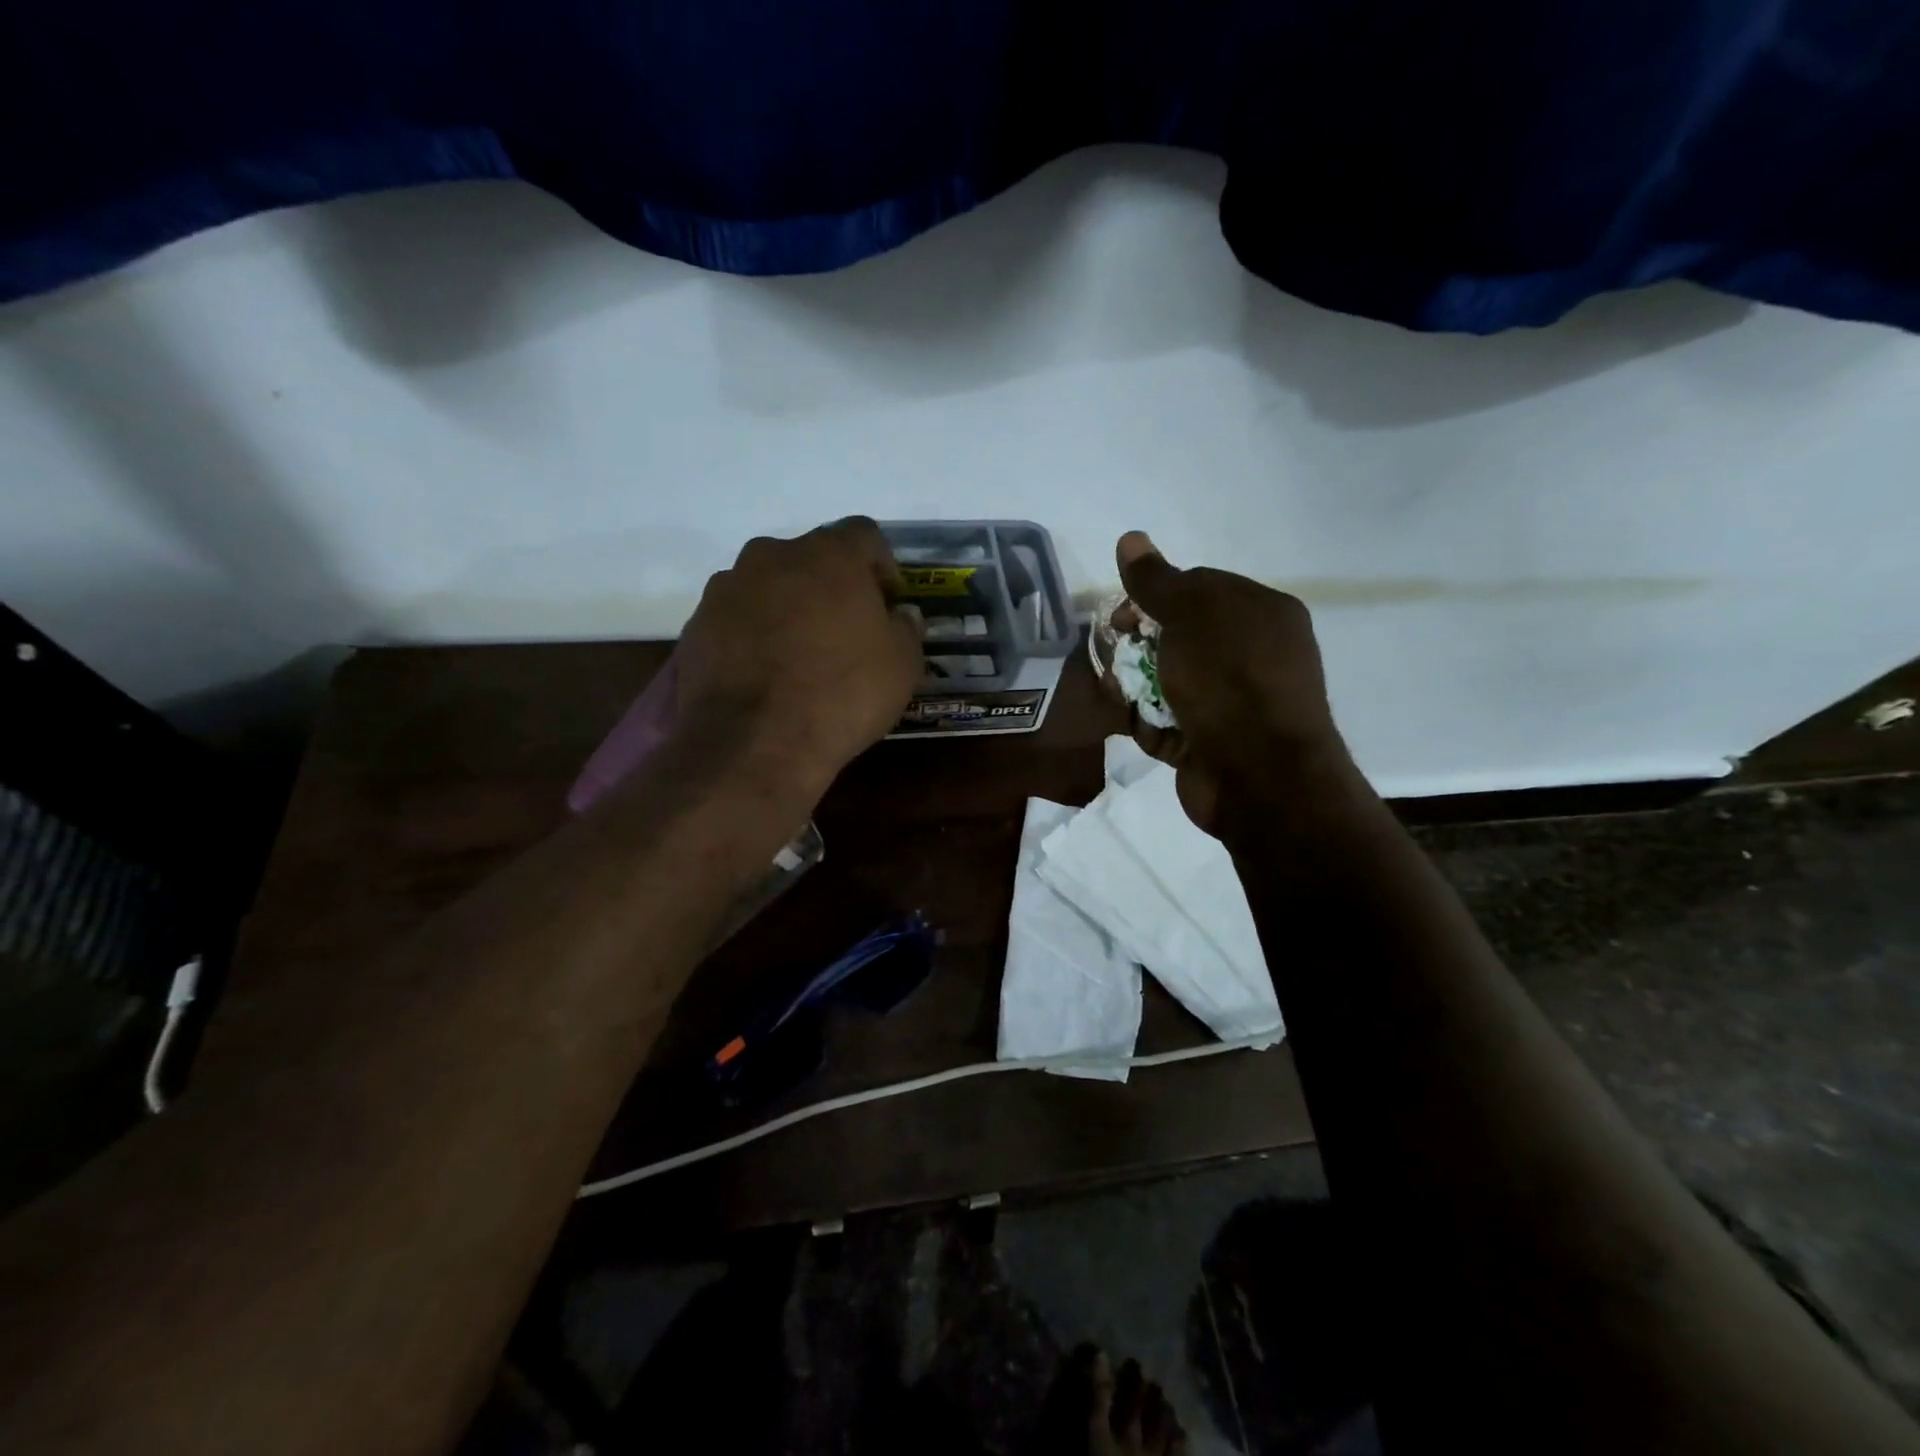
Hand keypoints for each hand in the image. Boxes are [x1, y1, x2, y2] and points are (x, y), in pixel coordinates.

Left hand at [677, 518, 922, 788]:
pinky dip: (754, 634)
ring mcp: (728, 588)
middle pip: (811, 557)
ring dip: (789, 607)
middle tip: (845, 630)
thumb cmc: (842, 694)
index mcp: (829, 555)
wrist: (753, 743)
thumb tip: (899, 615)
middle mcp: (773, 556)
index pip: (864, 535)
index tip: (888, 604)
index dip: (882, 567)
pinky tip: (766, 674)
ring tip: (800, 655)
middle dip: (831, 586)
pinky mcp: (697, 624)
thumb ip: (905, 628)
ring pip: (770, 585)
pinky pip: (737, 617)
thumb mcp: (902, 666)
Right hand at [1115, 532, 1360, 837]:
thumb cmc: (1228, 681)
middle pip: (1180, 636)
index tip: (1122, 615)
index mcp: (1262, 614)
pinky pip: (1168, 721)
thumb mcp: (1190, 616)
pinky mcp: (1210, 743)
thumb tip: (1129, 538)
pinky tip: (1134, 723)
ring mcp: (1232, 703)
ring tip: (1119, 692)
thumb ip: (1156, 581)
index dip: (1154, 596)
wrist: (1258, 777)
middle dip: (1140, 643)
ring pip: (1169, 680)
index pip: (1200, 588)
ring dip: (1137, 684)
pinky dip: (1147, 721)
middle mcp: (1252, 656)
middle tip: (1116, 653)